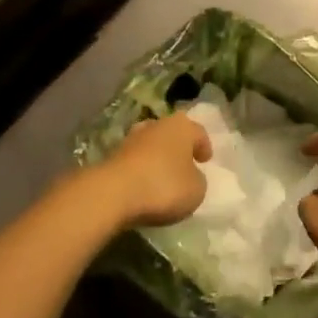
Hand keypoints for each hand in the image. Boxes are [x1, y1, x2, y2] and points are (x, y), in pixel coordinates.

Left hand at [96, 113, 211, 228]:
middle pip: (172, 133)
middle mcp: (156, 125)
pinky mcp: (113, 155)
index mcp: (181, 126)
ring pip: (151, 145)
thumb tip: (189, 175)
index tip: (205, 160)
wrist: (114, 192)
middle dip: (178, 147)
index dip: (204, 146)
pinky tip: (144, 185)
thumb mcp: (196, 190)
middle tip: (185, 164)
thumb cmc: (164, 186)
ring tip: (163, 176)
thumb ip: (197, 179)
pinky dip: (141, 169)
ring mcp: (131, 138)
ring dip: (157, 157)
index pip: (198, 132)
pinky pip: (135, 160)